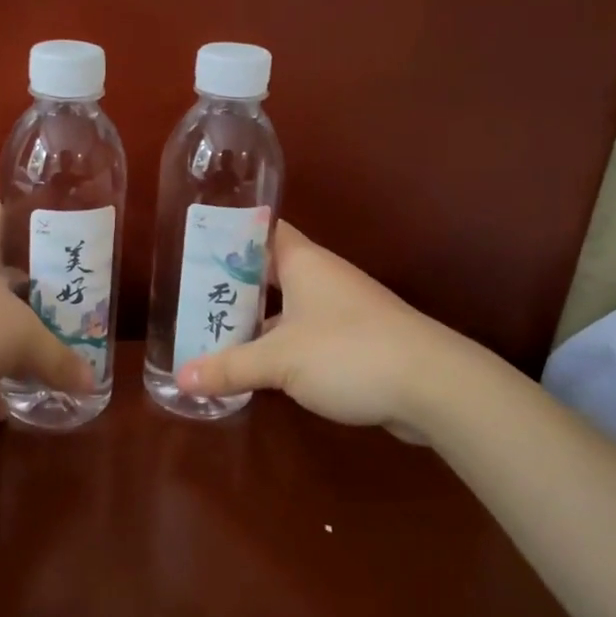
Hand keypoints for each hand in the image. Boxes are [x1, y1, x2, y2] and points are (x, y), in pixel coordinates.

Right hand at [175, 222, 497, 438]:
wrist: (434, 386)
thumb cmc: (348, 352)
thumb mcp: (279, 360)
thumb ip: (230, 367)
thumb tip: (181, 379)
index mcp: (303, 262)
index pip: (260, 230)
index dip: (228, 233)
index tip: (193, 243)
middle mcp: (321, 278)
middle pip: (267, 272)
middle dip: (231, 285)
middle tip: (189, 296)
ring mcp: (340, 310)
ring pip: (285, 306)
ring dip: (253, 320)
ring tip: (210, 332)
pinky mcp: (354, 342)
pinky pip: (303, 335)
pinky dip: (278, 346)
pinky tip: (254, 367)